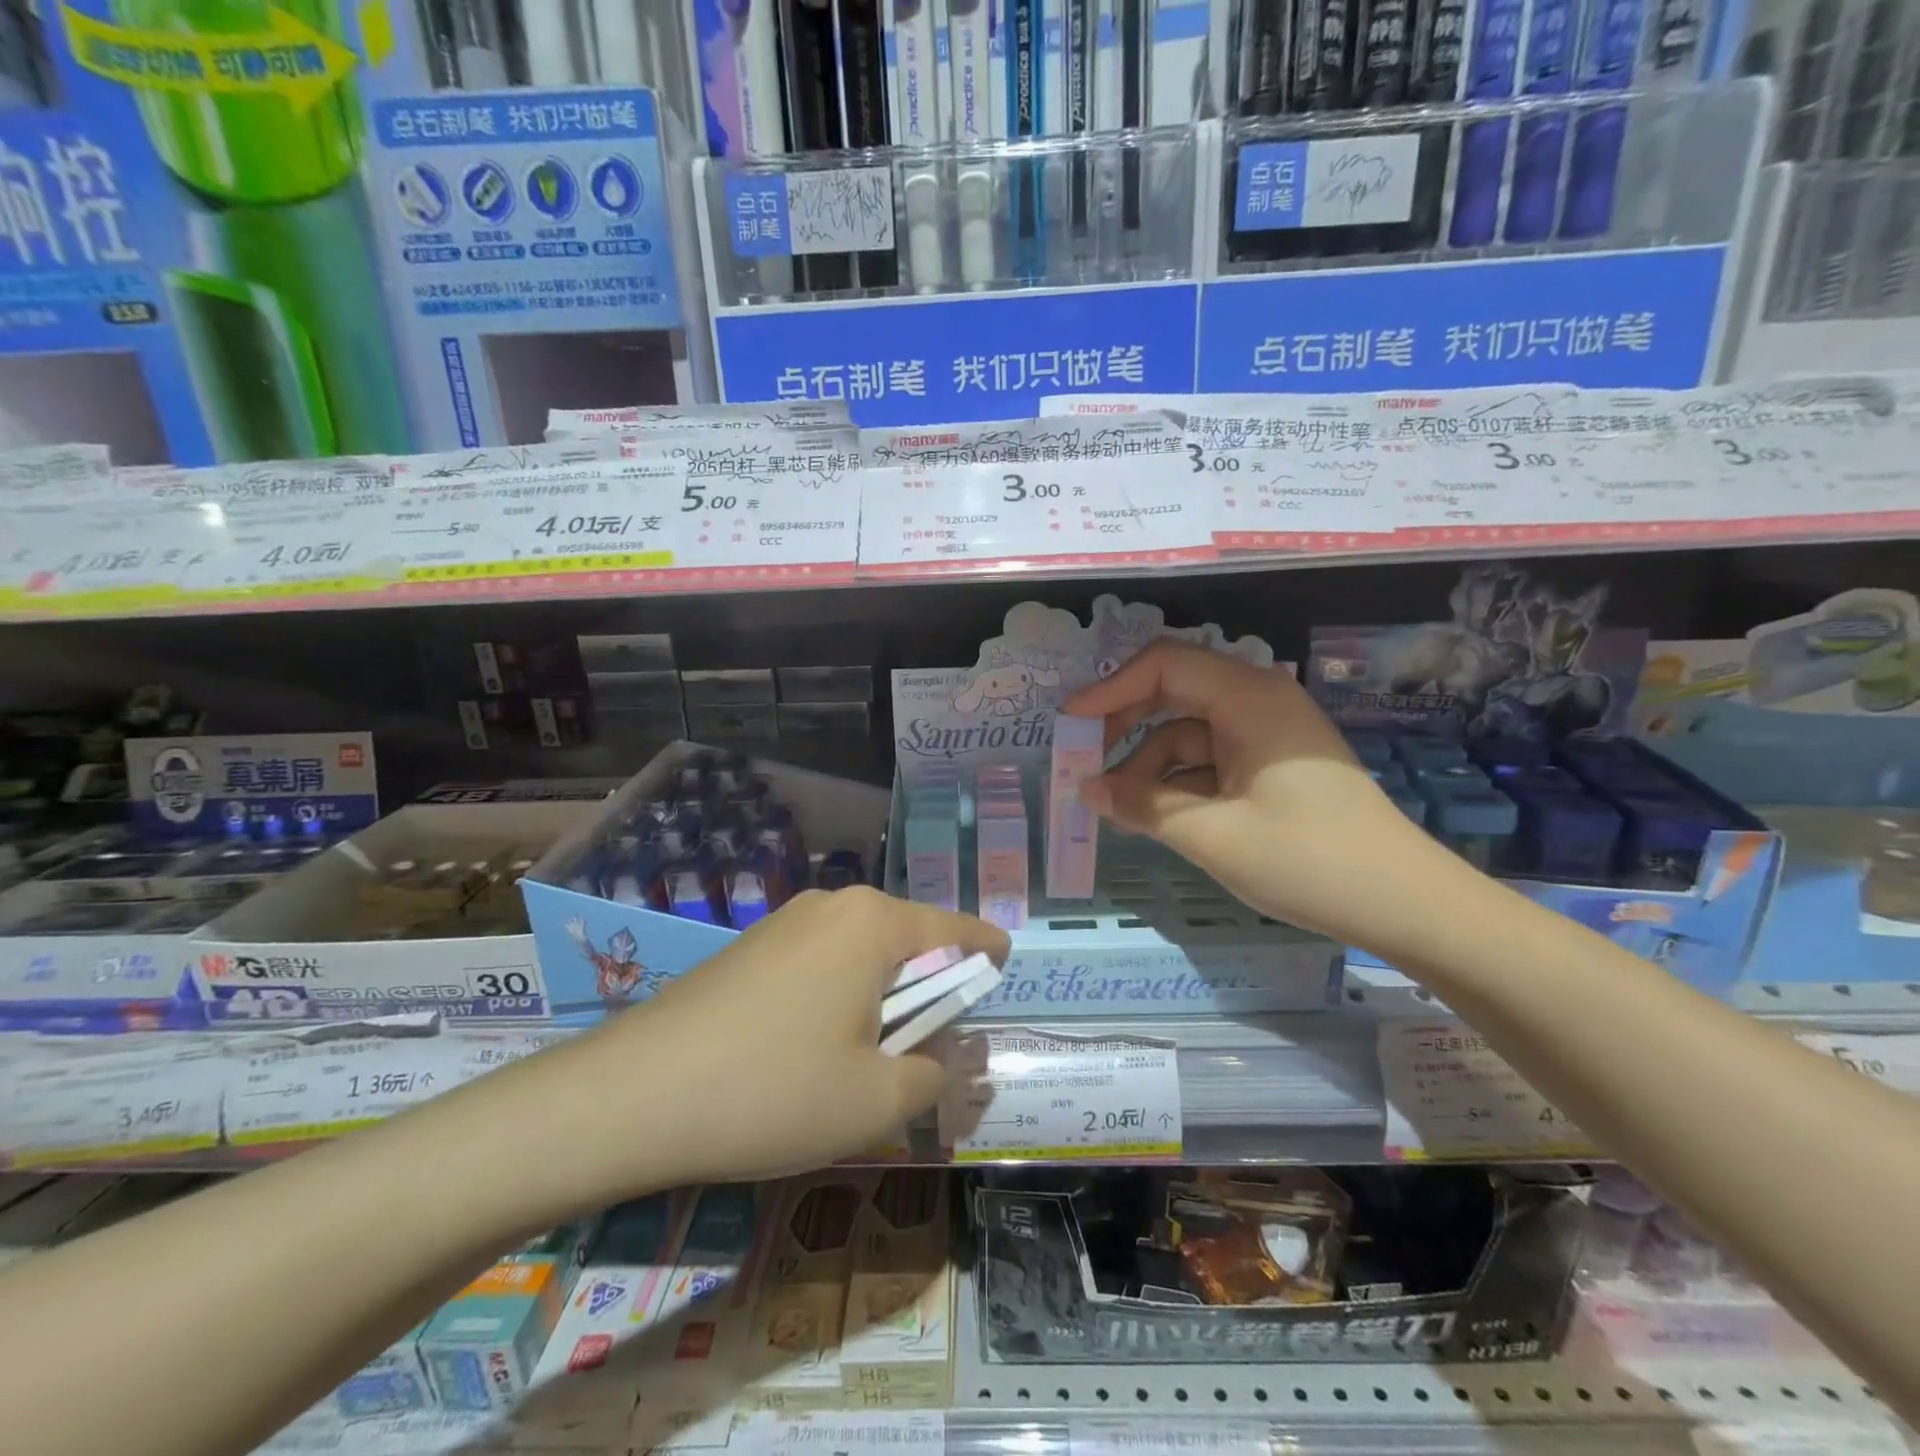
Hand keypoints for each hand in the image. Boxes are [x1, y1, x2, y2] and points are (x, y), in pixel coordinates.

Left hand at [541, 887, 1008, 1194]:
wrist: (633, 1095)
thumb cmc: (773, 1091)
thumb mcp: (875, 1101)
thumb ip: (932, 1073)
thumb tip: (941, 1055)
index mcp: (874, 922)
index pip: (956, 928)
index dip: (986, 953)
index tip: (1003, 972)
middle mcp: (833, 904)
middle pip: (907, 940)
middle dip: (929, 989)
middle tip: (929, 1050)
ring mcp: (786, 921)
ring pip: (861, 954)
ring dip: (881, 998)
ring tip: (866, 1061)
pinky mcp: (751, 946)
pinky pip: (820, 963)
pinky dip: (839, 997)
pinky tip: (812, 1052)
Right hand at [1064, 640, 1449, 944]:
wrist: (1404, 905)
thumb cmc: (1307, 860)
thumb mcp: (1211, 835)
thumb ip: (1141, 805)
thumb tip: (1086, 789)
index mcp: (1249, 698)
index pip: (1164, 665)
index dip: (1110, 688)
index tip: (1069, 724)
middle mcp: (1258, 702)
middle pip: (1173, 692)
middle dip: (1124, 724)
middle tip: (1083, 761)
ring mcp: (1266, 735)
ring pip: (1188, 732)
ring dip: (1148, 763)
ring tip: (1114, 805)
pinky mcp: (1271, 767)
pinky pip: (1209, 760)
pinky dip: (1177, 782)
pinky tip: (1152, 814)